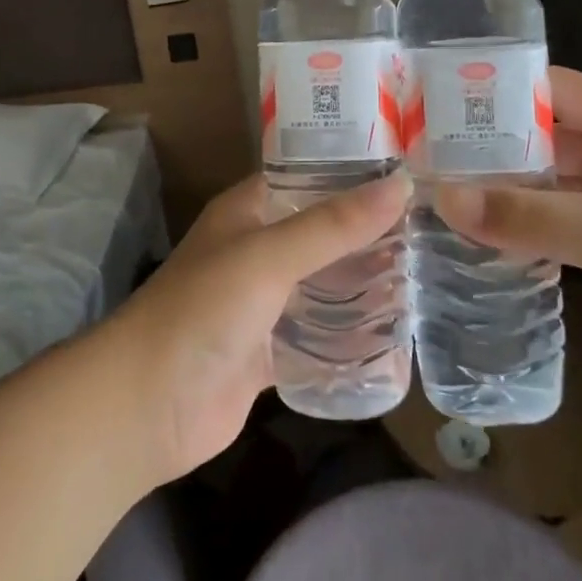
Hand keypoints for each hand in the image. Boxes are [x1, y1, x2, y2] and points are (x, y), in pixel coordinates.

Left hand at [105, 171, 409, 484]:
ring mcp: (263, 303)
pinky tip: (396, 337)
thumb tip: (402, 185)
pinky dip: (349, 337)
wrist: (147, 406)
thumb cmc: (203, 310)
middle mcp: (257, 249)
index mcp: (249, 211)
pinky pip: (318, 337)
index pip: (310, 178)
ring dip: (364, 286)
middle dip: (370, 236)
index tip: (413, 176)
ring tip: (428, 279)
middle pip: (323, 234)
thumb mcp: (269, 256)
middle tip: (434, 233)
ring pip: (324, 285)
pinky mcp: (269, 351)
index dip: (355, 174)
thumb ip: (334, 225)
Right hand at [438, 67, 581, 423]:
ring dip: (509, 187)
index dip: (495, 89)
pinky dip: (532, 223)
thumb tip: (440, 196)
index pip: (548, 85)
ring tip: (448, 196)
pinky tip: (492, 240)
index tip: (438, 107)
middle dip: (491, 144)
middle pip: (545, 131)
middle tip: (429, 158)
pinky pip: (568, 219)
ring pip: (554, 179)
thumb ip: (519, 212)